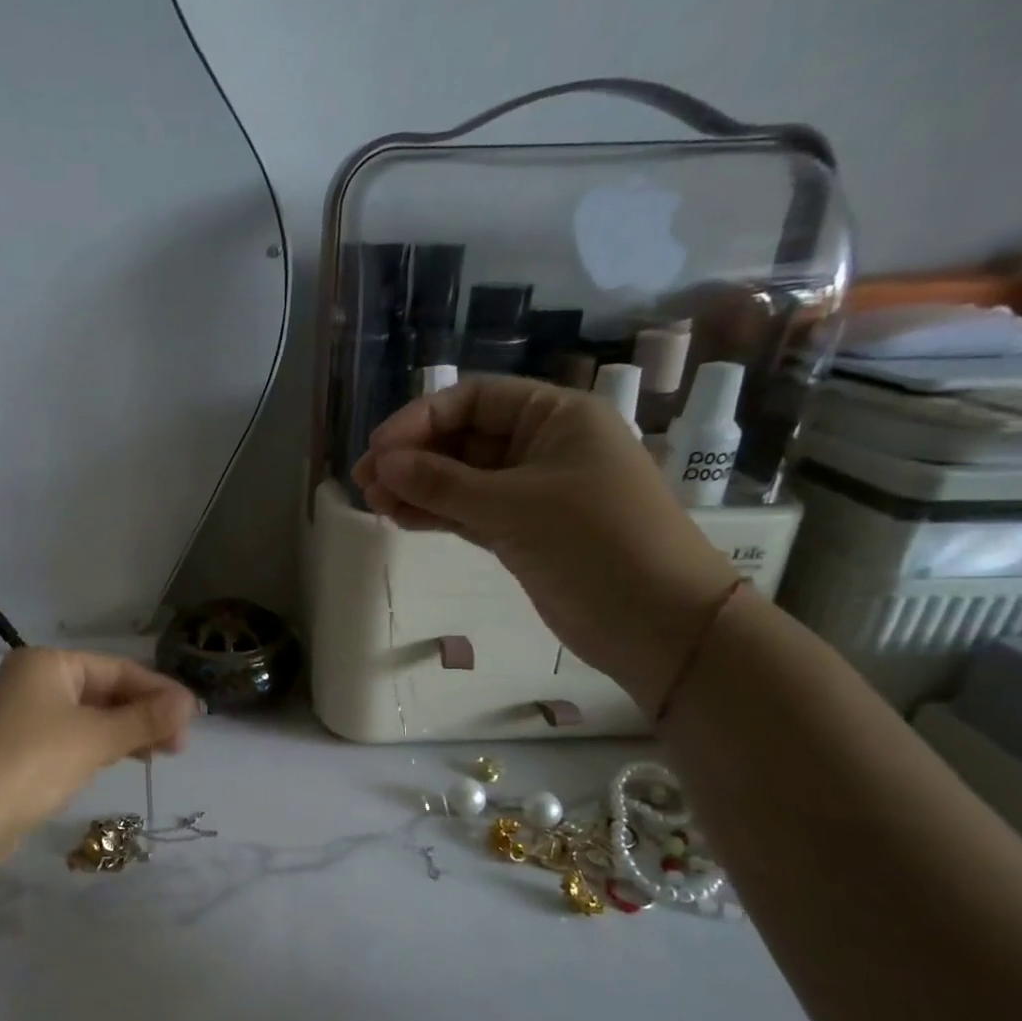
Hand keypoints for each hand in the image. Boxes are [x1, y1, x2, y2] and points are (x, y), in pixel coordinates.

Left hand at [0, 648, 198, 835]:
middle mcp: (31, 681)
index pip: (118, 668)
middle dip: (144, 714)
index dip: (159, 691)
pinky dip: (99, 747)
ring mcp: (20, 717)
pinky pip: (69, 739)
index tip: (195, 717)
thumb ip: (144, 719)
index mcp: (47, 663)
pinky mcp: (15, 751)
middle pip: (103, 691)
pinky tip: (121, 760)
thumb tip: (190, 703)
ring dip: (125, 732)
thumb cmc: (32, 762)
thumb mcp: (96, 738)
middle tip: (180, 744)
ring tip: (161, 754)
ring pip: (87, 717)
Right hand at [351, 376, 739, 710]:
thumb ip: (443, 483)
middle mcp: (543, 446)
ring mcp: (532, 492)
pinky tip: (401, 519)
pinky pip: (470, 512)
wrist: (656, 621)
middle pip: (463, 439)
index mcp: (556, 416)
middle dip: (413, 457)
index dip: (421, 419)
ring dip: (418, 488)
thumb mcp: (515, 506)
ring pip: (462, 479)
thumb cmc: (596, 542)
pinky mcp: (523, 532)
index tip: (379, 449)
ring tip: (374, 504)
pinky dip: (437, 514)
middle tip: (365, 483)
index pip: (474, 400)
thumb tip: (383, 465)